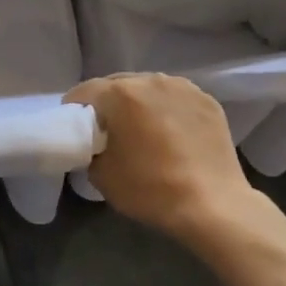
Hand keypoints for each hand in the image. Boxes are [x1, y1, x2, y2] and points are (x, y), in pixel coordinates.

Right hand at [65, 74, 285, 250]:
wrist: (213, 205)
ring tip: (142, 130)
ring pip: (148, 88)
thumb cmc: (150, 189)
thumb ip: (90, 149)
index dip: (73, 110)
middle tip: (107, 131)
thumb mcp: (101, 175)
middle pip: (117, 84)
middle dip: (107, 104)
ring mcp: (184, 87)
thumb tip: (95, 144)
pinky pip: (175, 99)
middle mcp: (151, 80)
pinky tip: (170, 134)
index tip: (75, 130)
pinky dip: (166, 110)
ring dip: (138, 103)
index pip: (84, 91)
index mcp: (120, 93)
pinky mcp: (207, 101)